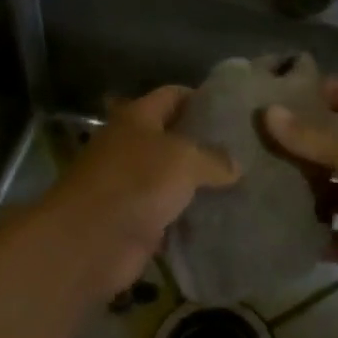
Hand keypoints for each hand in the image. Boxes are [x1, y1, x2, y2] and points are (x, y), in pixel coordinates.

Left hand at [44, 86, 236, 297]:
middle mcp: (133, 146)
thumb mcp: (184, 159)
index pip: (174, 95)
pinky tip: (226, 218)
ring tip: (246, 185)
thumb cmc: (135, 182)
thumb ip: (213, 158)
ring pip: (176, 179)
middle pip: (175, 138)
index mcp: (138, 117)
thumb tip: (234, 167)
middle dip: (208, 144)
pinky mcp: (137, 221)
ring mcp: (134, 186)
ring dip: (203, 185)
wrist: (88, 241)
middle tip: (249, 150)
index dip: (203, 98)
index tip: (236, 109)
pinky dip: (193, 218)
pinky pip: (172, 215)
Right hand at [264, 79, 337, 319]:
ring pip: (325, 190)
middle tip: (249, 138)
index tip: (283, 90)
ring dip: (296, 188)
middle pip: (332, 145)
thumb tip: (267, 112)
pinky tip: (270, 225)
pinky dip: (305, 232)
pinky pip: (326, 235)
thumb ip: (313, 137)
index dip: (325, 91)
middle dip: (298, 142)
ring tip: (250, 181)